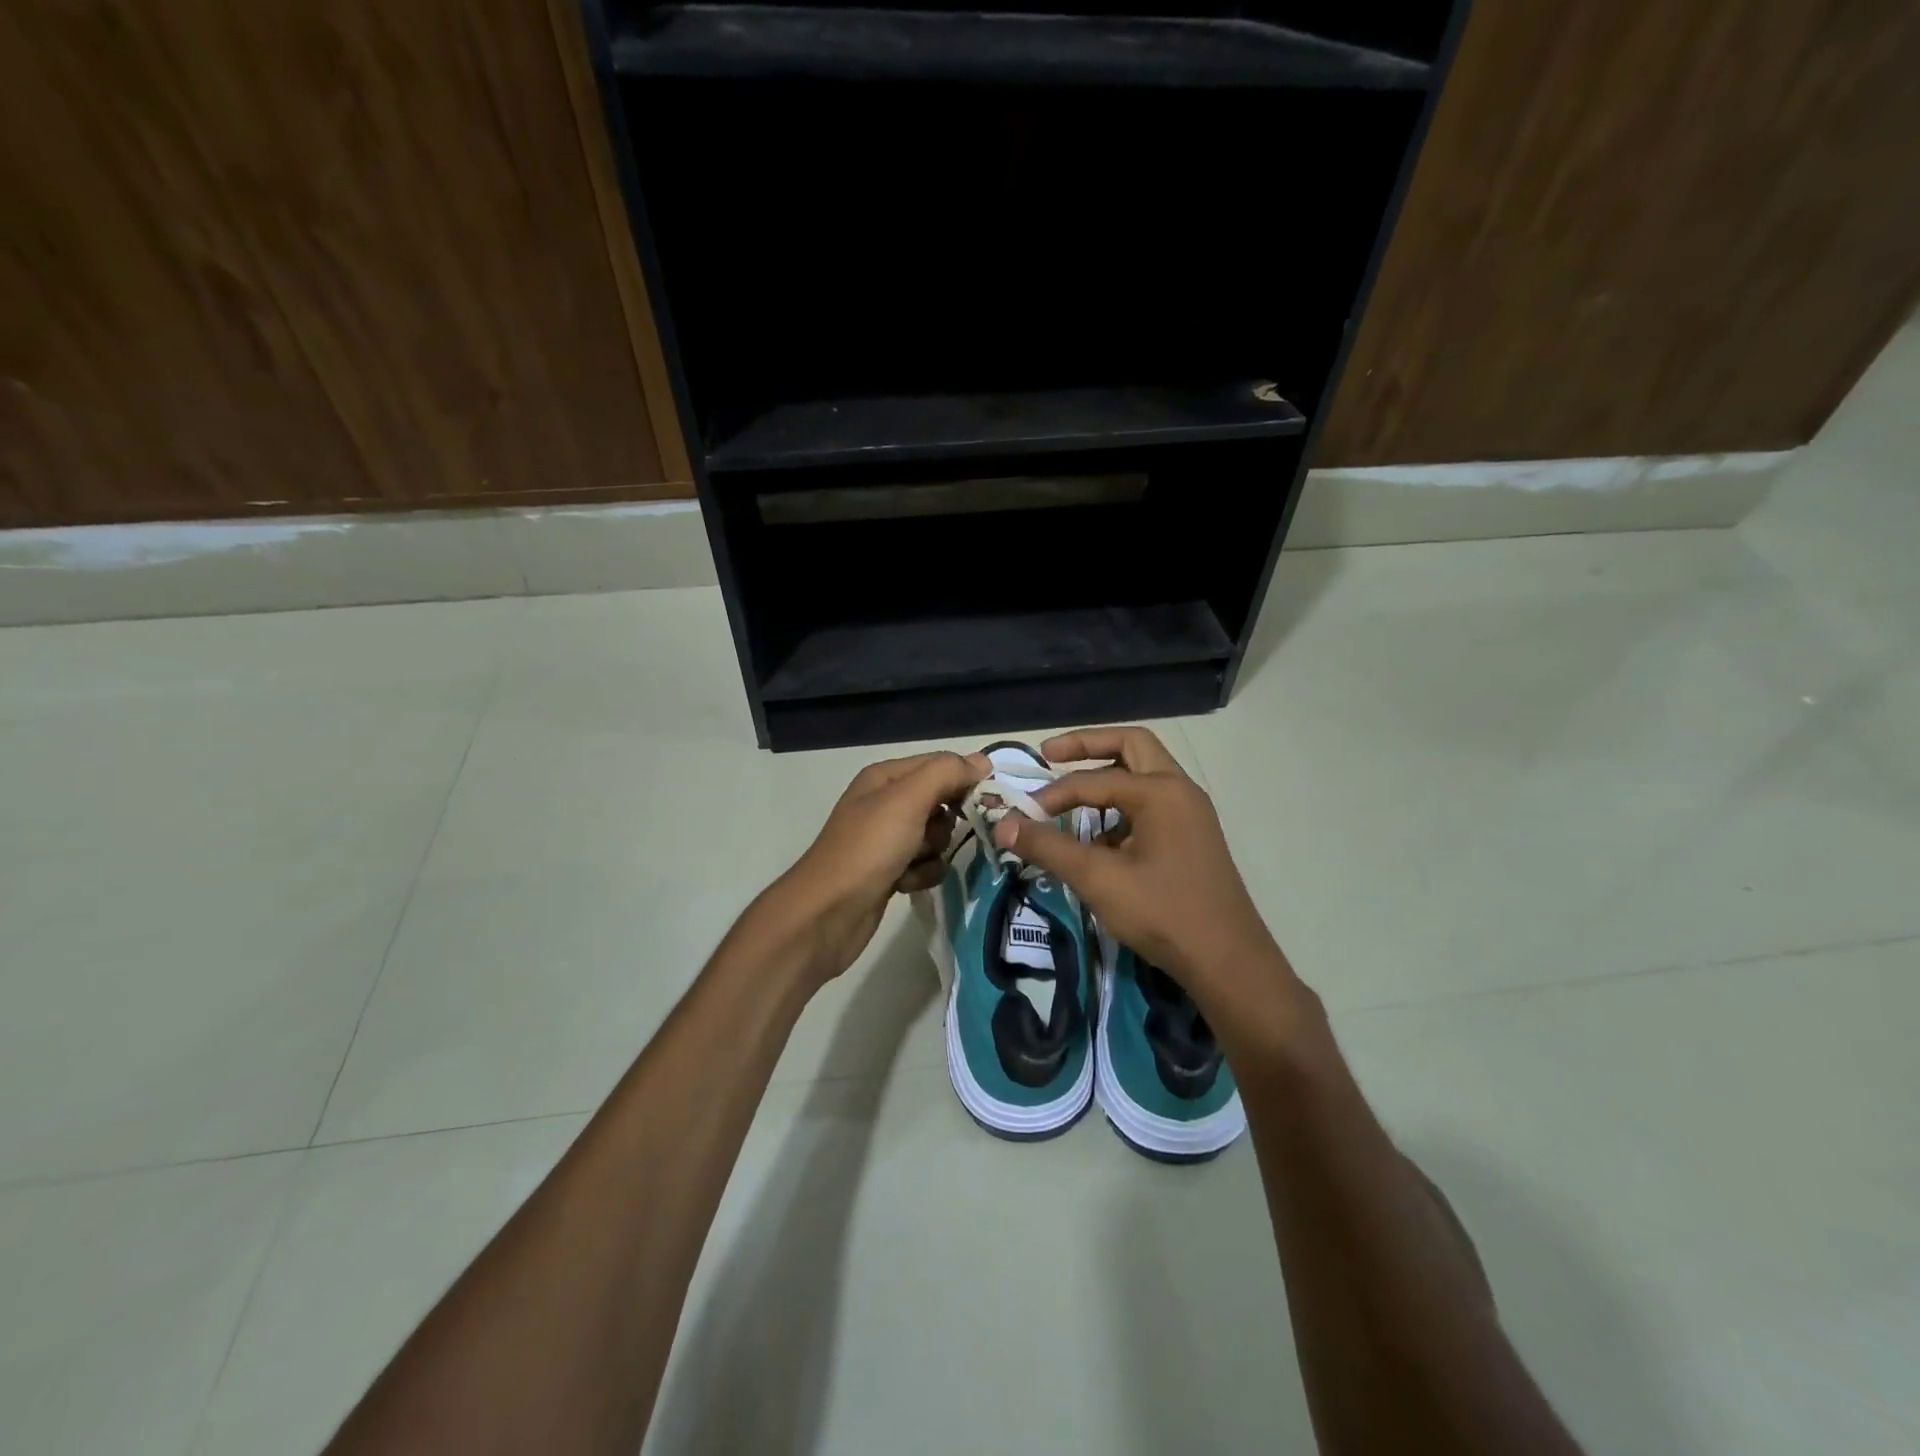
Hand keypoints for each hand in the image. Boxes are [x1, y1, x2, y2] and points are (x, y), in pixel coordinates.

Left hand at [752, 750, 989, 987]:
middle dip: (946, 820)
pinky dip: (922, 874)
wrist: (827, 914)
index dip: (964, 779)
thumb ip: (945, 774)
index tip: (987, 801)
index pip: (940, 764)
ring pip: (936, 836)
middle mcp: (885, 803)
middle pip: (941, 801)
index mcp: (886, 777)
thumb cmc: (868, 849)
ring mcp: (887, 839)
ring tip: (913, 861)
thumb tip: (982, 761)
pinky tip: (905, 883)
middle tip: (937, 834)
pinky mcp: (890, 871)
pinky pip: (926, 865)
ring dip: (934, 851)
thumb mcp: (907, 800)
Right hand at [992, 727, 1314, 1049]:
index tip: (1023, 814)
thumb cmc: (1163, 913)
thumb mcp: (1098, 879)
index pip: (1094, 779)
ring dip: (1106, 777)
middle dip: (1087, 746)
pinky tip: (1099, 840)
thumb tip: (1003, 824)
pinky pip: (1151, 805)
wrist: (1228, 962)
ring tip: (1071, 799)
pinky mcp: (1192, 837)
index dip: (1053, 793)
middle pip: (1130, 746)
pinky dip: (1121, 808)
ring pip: (1143, 775)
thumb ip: (1048, 846)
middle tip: (1049, 754)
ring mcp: (1190, 813)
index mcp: (1161, 791)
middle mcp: (1180, 790)